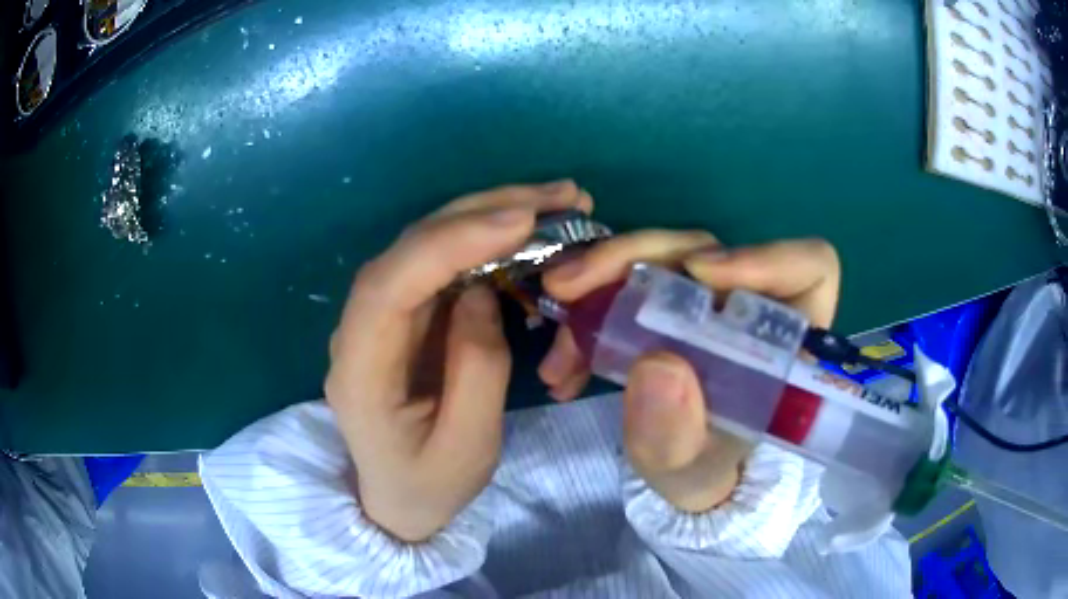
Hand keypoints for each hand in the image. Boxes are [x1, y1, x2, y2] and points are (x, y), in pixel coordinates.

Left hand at [326, 180, 592, 541]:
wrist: (397, 499)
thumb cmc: (429, 484)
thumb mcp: (466, 445)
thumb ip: (476, 367)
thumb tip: (480, 290)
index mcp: (360, 366)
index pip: (392, 283)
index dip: (451, 242)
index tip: (520, 220)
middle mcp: (360, 325)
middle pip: (411, 247)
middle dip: (484, 211)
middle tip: (559, 196)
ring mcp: (382, 314)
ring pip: (429, 242)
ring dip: (490, 214)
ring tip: (555, 200)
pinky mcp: (407, 311)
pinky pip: (444, 261)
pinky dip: (487, 237)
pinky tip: (527, 228)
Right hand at [540, 234, 839, 511]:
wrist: (680, 478)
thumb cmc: (705, 473)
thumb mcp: (689, 471)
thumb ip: (679, 435)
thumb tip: (655, 365)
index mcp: (785, 342)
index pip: (808, 269)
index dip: (763, 257)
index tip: (698, 275)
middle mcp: (748, 307)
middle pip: (704, 250)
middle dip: (631, 261)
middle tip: (567, 290)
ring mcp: (704, 302)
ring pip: (656, 261)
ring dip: (595, 291)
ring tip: (557, 352)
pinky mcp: (666, 305)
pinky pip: (627, 286)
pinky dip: (589, 315)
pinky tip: (563, 365)